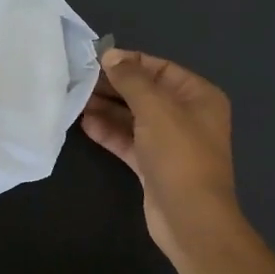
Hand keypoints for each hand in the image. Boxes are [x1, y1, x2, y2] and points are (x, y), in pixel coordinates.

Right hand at [82, 49, 239, 256]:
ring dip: (107, 109)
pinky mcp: (153, 165)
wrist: (190, 218)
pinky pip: (129, 141)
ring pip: (134, 118)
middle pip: (145, 92)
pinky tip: (85, 123)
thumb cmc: (179, 154)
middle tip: (79, 80)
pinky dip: (109, 132)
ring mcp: (170, 143)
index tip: (96, 60)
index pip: (160, 68)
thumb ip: (131, 78)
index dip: (129, 62)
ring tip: (76, 99)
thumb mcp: (155, 108)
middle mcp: (187, 115)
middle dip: (114, 86)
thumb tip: (110, 55)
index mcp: (198, 95)